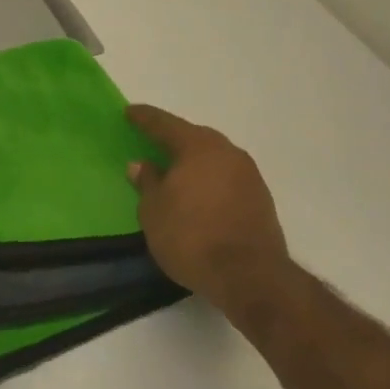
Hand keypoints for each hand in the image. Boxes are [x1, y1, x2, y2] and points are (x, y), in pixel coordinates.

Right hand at [127, 105, 297, 328]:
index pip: (165, 124)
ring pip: (214, 158)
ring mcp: (249, 176)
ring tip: (174, 169)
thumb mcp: (153, 210)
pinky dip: (209, 180)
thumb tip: (142, 165)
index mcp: (198, 147)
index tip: (129, 112)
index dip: (145, 118)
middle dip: (173, 138)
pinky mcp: (261, 200)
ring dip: (194, 160)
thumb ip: (147, 182)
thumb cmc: (191, 236)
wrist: (250, 276)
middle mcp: (228, 153)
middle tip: (152, 140)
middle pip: (195, 137)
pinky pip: (226, 178)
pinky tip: (197, 193)